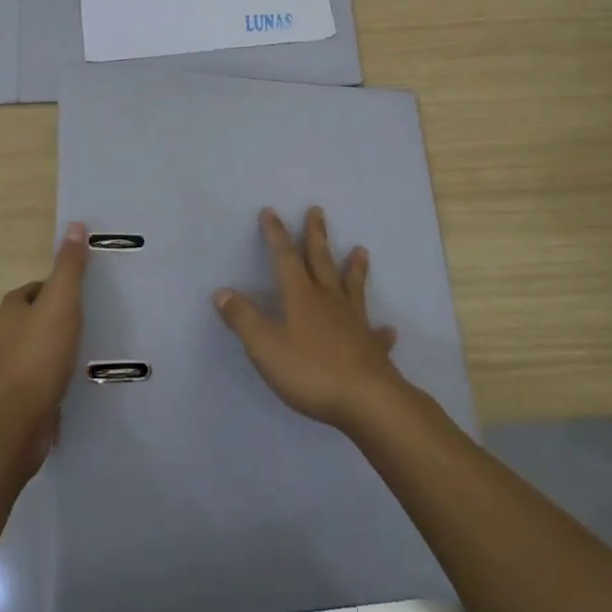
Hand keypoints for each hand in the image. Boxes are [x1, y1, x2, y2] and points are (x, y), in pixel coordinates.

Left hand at [0, 221, 89, 468]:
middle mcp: (1, 339)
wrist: (16, 420)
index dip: (54, 289)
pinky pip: (37, 383)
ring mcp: (6, 373)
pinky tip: (73, 386)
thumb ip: (69, 267)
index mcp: (9, 311)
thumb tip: (75, 225)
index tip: (79, 295)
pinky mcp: (15, 402)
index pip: (32, 290)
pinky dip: (53, 381)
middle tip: (88, 323)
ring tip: (85, 354)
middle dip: (55, 321)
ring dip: (54, 352)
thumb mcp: (61, 302)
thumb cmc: (38, 354)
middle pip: (31, 321)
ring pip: (34, 353)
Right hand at [214, 207, 406, 430]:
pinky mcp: (372, 348)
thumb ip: (243, 319)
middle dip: (316, 236)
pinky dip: (381, 330)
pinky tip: (388, 329)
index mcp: (301, 298)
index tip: (271, 211)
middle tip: (317, 211)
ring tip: (361, 250)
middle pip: (321, 262)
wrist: (366, 400)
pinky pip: (376, 335)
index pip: (284, 259)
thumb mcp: (265, 346)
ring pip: (353, 288)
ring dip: (355, 268)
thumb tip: (222, 292)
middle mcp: (329, 301)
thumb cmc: (310, 371)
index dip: (276, 235)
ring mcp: (354, 323)